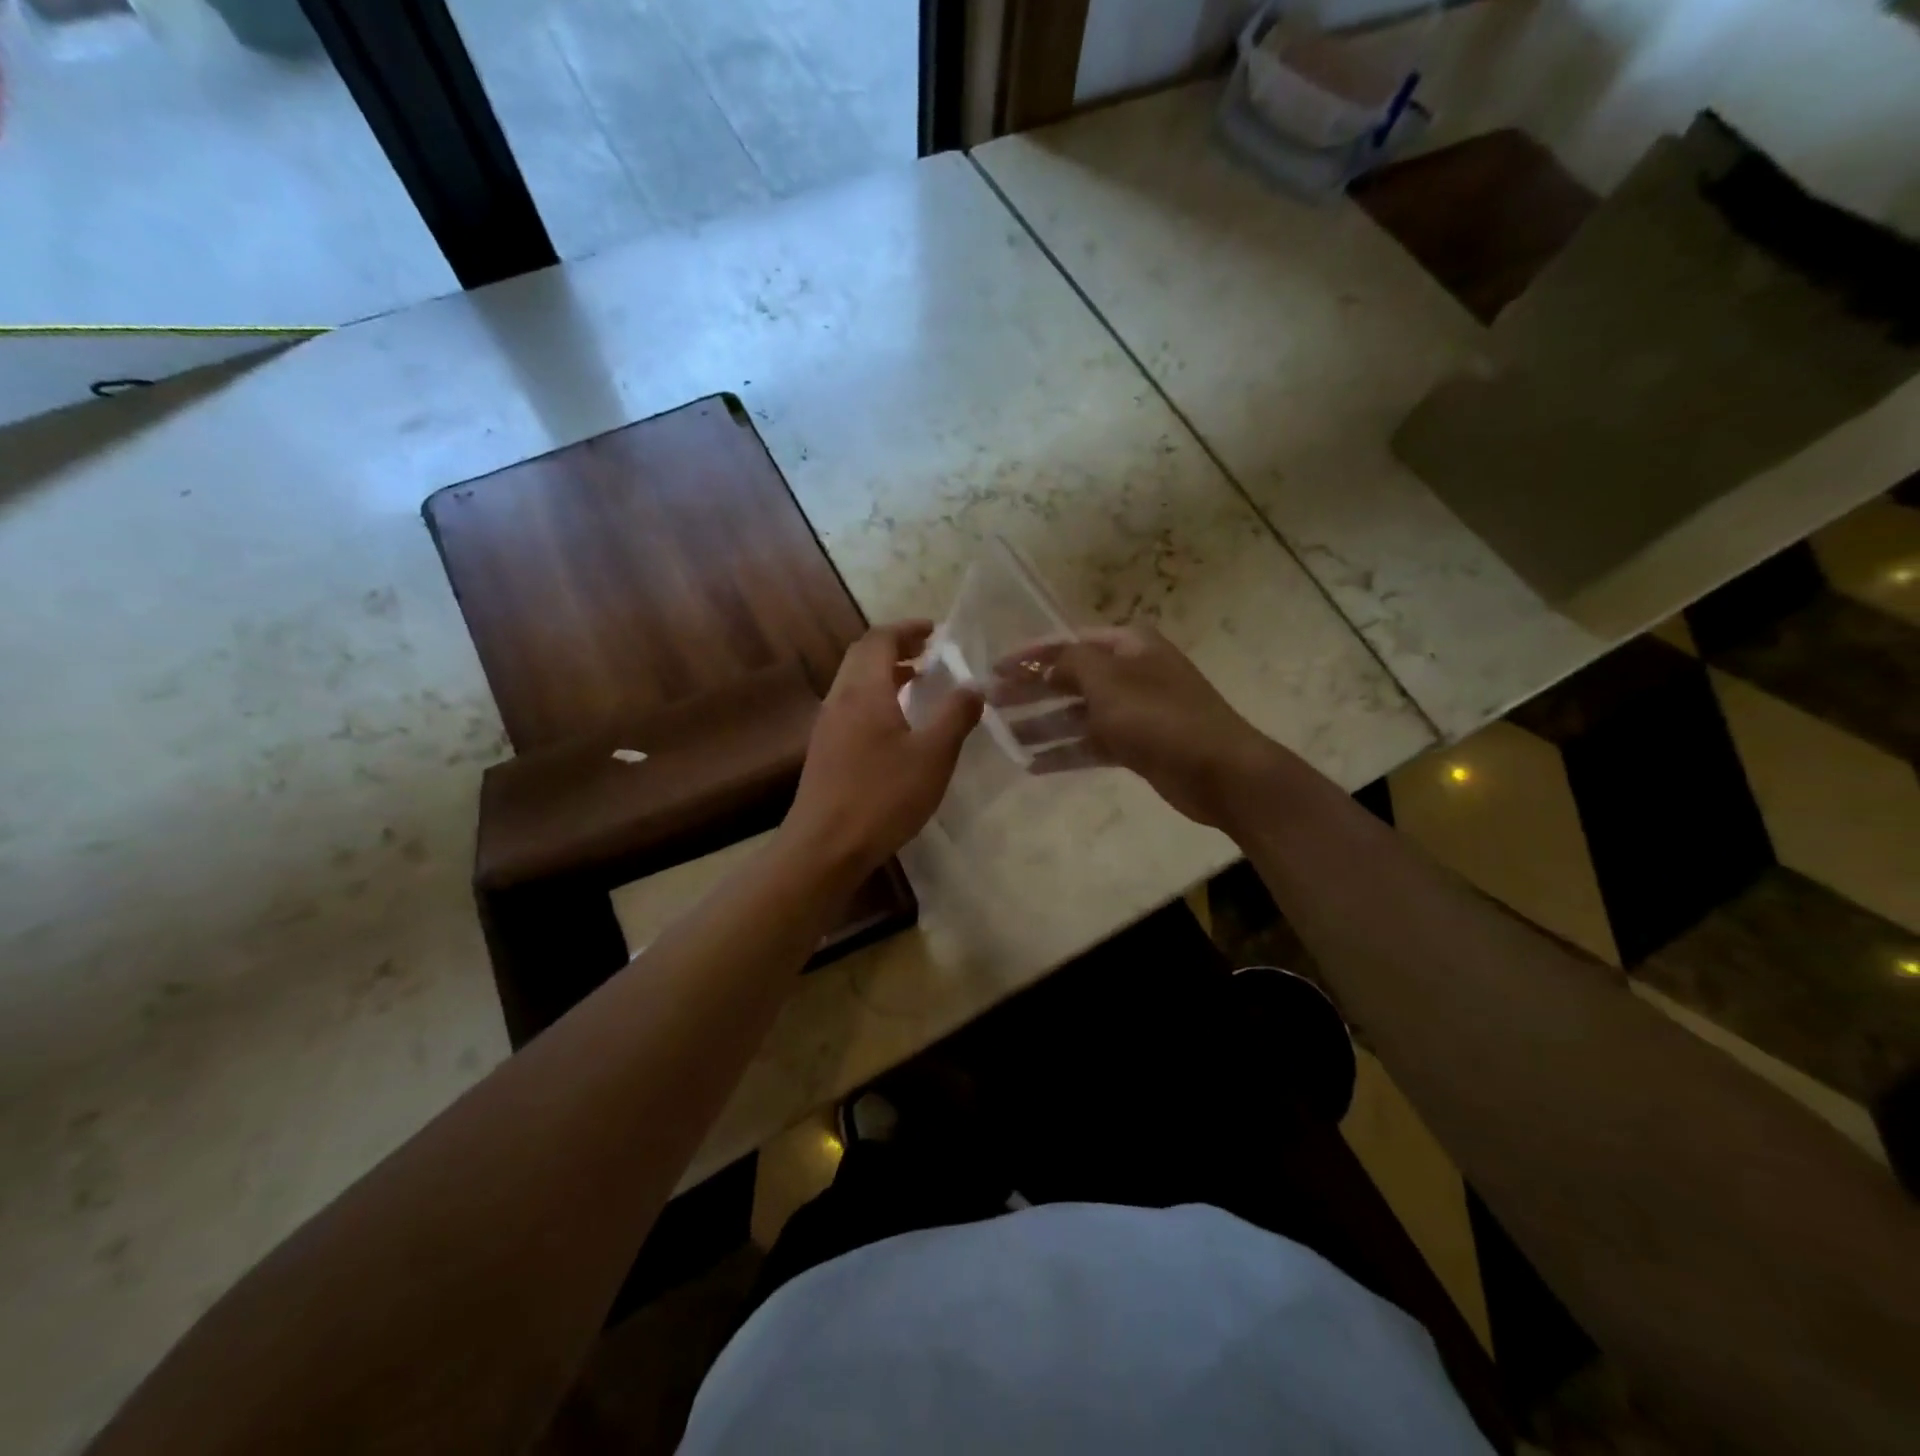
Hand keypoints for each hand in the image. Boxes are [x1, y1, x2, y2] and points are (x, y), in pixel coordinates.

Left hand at [784, 621, 982, 874]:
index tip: (934, 630)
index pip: (879, 639)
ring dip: (885, 673)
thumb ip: (956, 716)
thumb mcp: (933, 756)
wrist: (825, 846)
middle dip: (895, 646)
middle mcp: (840, 699)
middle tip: (928, 652)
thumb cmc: (883, 796)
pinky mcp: (824, 750)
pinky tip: (896, 724)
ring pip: (854, 682)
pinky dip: (876, 698)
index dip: (907, 629)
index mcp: (864, 690)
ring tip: (918, 682)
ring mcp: (827, 726)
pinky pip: (851, 706)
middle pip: (862, 656)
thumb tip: (973, 686)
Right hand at [996, 625, 1277, 831]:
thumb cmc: (1160, 717)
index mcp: (1128, 645)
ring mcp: (1134, 711)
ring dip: (1042, 724)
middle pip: (1069, 678)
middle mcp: (1130, 672)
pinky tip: (1033, 765)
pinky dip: (1065, 752)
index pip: (1067, 642)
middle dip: (1031, 691)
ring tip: (1004, 737)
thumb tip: (1043, 664)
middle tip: (991, 704)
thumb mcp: (1108, 681)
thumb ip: (1069, 664)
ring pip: (1078, 714)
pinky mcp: (1136, 745)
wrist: (1220, 771)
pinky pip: (1091, 744)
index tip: (993, 670)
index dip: (1028, 655)